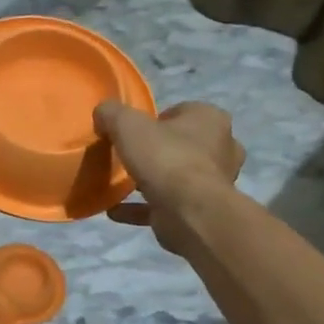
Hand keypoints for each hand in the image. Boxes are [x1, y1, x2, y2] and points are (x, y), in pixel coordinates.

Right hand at [95, 101, 244, 254]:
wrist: (188, 211)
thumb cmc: (165, 158)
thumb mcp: (128, 124)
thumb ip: (112, 113)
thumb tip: (102, 113)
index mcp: (211, 119)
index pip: (181, 112)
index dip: (155, 121)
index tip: (133, 133)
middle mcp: (221, 148)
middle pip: (182, 145)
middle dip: (158, 151)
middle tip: (130, 157)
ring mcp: (214, 182)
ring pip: (177, 176)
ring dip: (152, 181)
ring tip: (121, 184)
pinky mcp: (200, 210)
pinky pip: (165, 205)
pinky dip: (141, 208)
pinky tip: (115, 210)